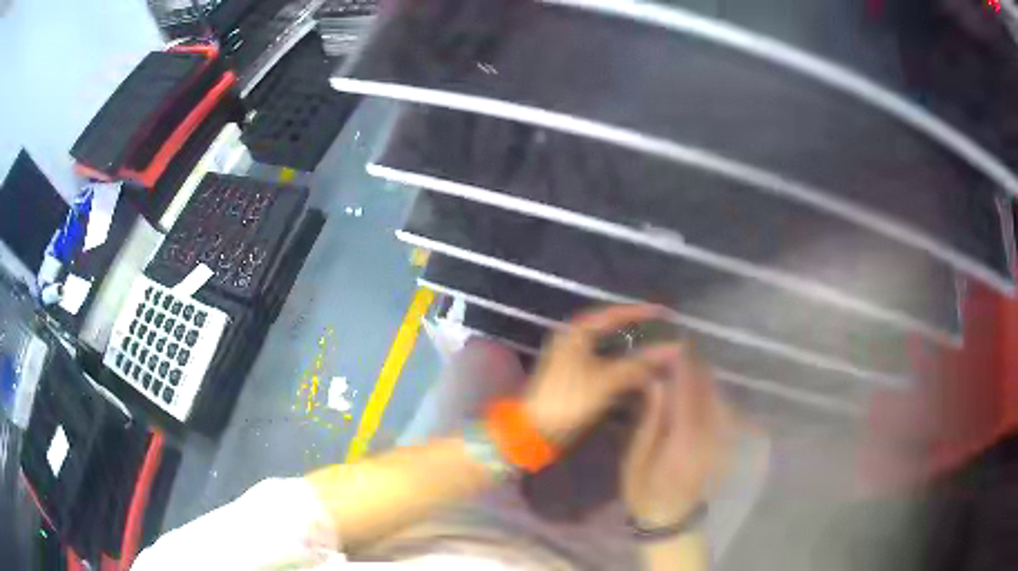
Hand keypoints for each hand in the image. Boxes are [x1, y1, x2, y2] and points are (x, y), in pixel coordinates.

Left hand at [523, 304, 681, 446]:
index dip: (641, 313)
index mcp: (577, 333)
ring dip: (633, 354)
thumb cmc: (569, 400)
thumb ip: (640, 364)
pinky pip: (606, 367)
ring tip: (659, 355)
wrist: (536, 431)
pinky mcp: (576, 380)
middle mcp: (574, 341)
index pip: (614, 314)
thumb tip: (673, 348)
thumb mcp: (607, 380)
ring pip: (611, 351)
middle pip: (613, 332)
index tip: (665, 313)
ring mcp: (574, 361)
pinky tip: (641, 377)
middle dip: (640, 334)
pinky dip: (623, 369)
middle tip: (665, 334)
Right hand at [623, 345, 734, 526]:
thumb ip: (651, 419)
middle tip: (676, 350)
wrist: (672, 520)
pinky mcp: (726, 441)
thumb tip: (657, 383)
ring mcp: (722, 438)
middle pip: (708, 389)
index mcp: (686, 440)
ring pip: (718, 395)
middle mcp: (711, 434)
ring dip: (703, 377)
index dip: (684, 365)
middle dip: (694, 365)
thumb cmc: (645, 493)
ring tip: (684, 364)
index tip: (675, 343)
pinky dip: (710, 393)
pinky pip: (723, 407)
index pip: (689, 391)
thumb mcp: (637, 460)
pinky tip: (698, 389)